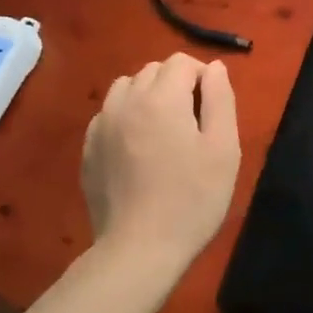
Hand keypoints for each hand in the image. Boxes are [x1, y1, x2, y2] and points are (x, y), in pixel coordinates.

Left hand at [82, 53, 240, 272]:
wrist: (139, 249)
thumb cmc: (192, 198)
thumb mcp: (224, 147)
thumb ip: (220, 98)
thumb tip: (214, 67)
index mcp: (161, 98)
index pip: (182, 62)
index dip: (203, 77)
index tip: (212, 108)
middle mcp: (126, 101)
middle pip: (153, 70)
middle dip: (176, 84)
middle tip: (193, 122)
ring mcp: (101, 125)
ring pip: (126, 88)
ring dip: (148, 96)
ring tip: (163, 130)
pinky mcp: (88, 149)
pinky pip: (108, 114)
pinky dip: (126, 117)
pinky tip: (139, 149)